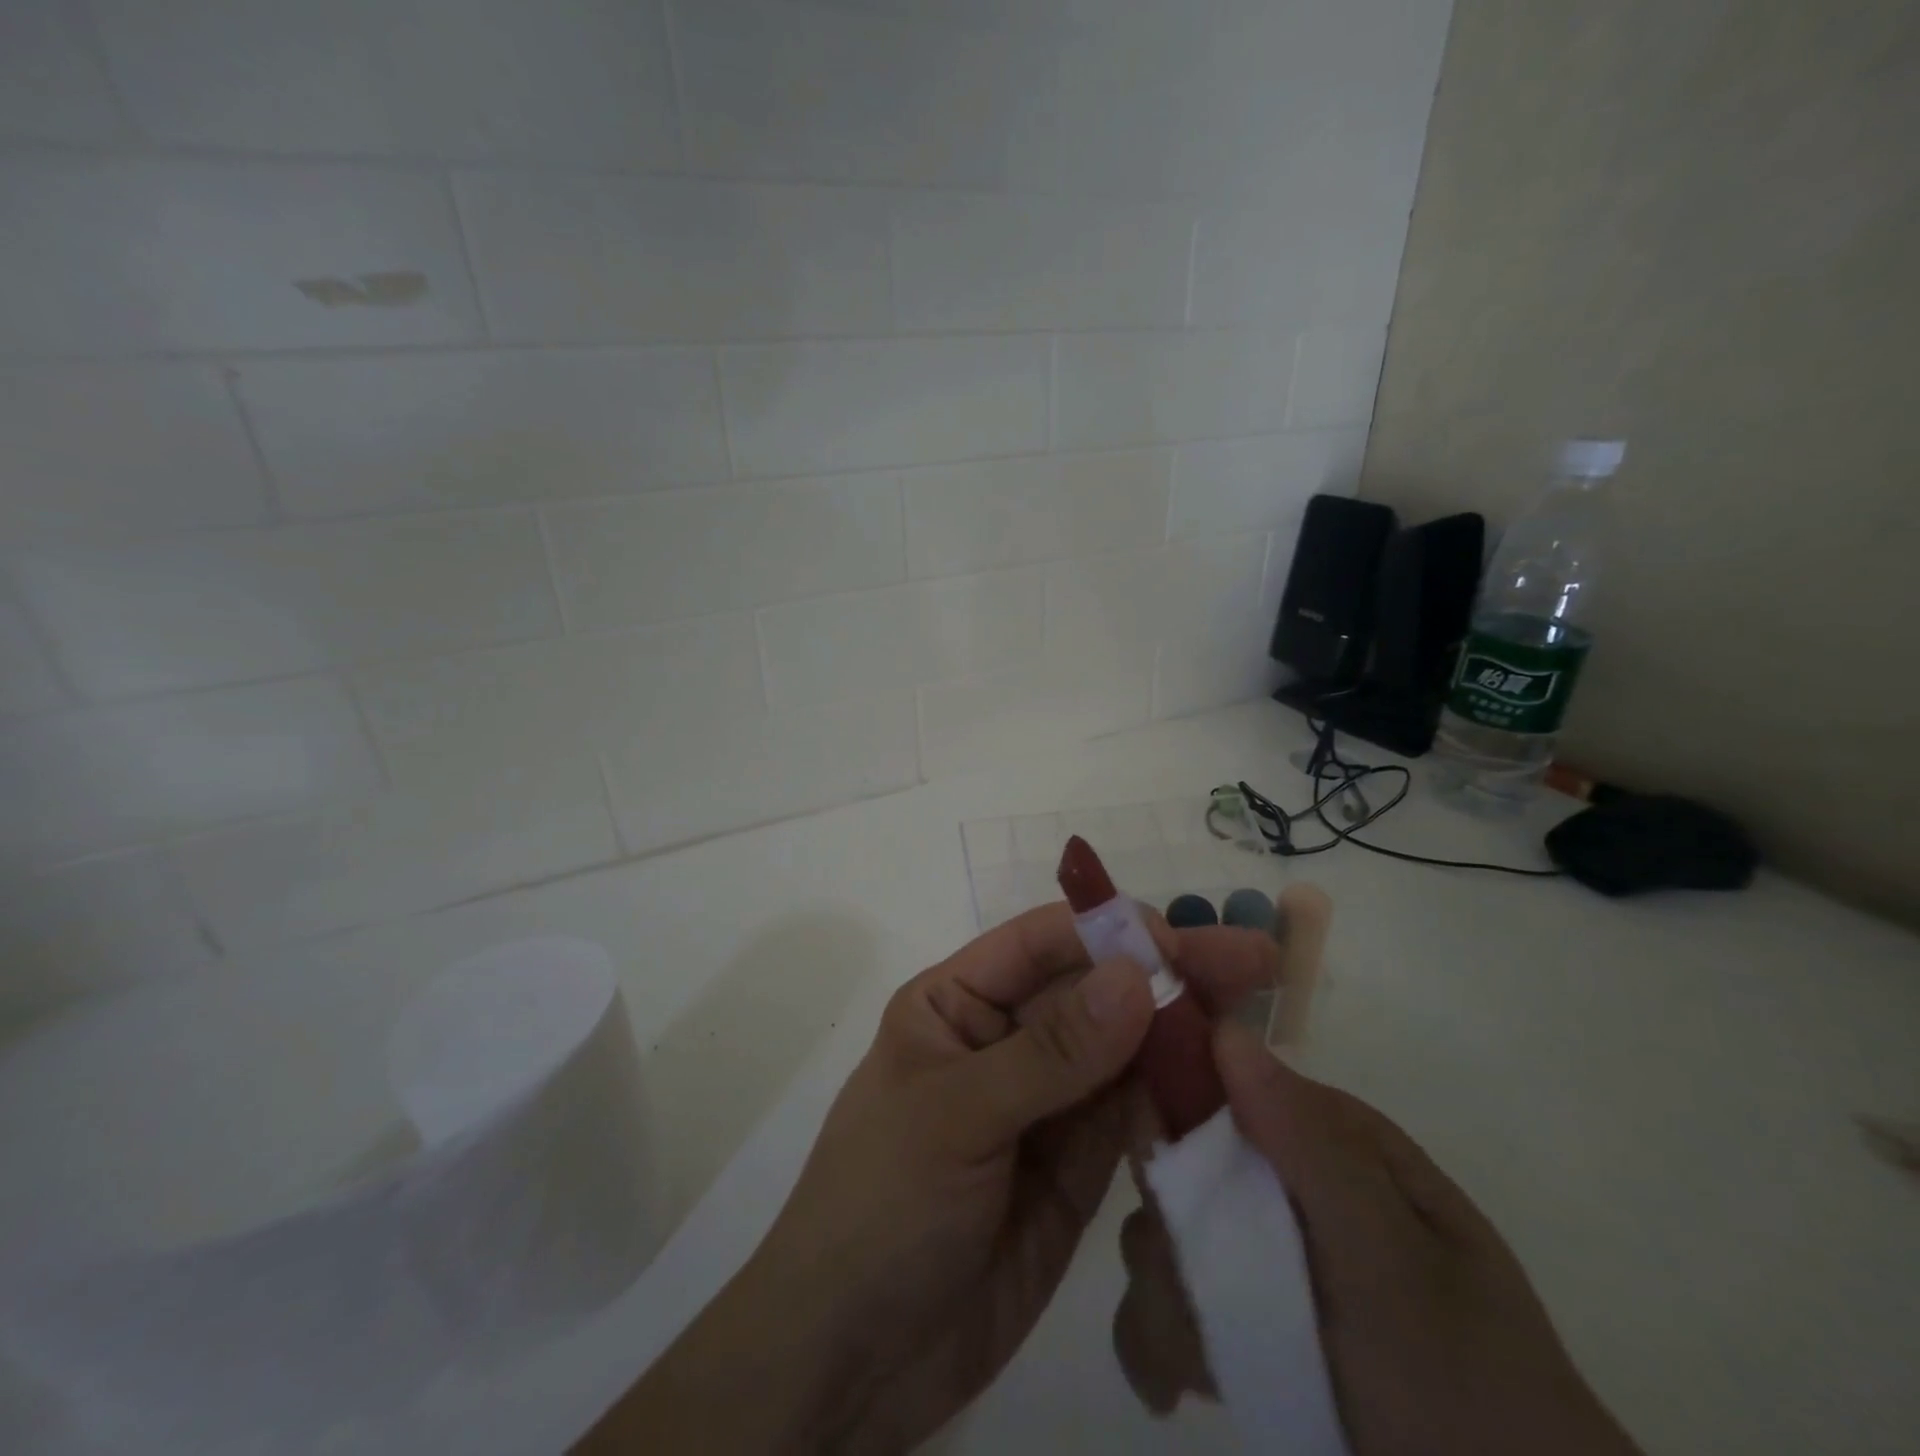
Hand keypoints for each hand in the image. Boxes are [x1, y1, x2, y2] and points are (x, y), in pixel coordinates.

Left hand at [583, 904, 1278, 1454]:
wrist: (854, 1359)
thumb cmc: (881, 1208)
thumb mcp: (956, 1116)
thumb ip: (1051, 1053)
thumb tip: (1137, 975)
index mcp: (957, 1004)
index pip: (1041, 945)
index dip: (1109, 932)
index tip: (1182, 939)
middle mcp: (1006, 1040)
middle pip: (1094, 991)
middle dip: (1167, 972)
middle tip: (1252, 960)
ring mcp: (1046, 1103)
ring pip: (1123, 1049)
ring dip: (1183, 1030)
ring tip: (1256, 1011)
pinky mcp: (1076, 1166)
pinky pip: (1133, 1115)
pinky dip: (1177, 1097)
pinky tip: (1226, 1082)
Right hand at [1115, 1022, 1642, 1455]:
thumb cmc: (1466, 1389)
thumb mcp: (1394, 1260)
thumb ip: (1309, 1147)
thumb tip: (1225, 1031)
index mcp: (1324, 1137)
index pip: (1216, 1084)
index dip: (1169, 1114)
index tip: (1165, 1179)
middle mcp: (1281, 1180)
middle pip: (1173, 1165)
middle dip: (1169, 1232)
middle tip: (1205, 1300)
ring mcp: (1258, 1253)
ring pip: (1158, 1237)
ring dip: (1164, 1303)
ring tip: (1206, 1370)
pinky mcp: (1242, 1322)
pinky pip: (1165, 1308)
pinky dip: (1154, 1343)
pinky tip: (1177, 1388)